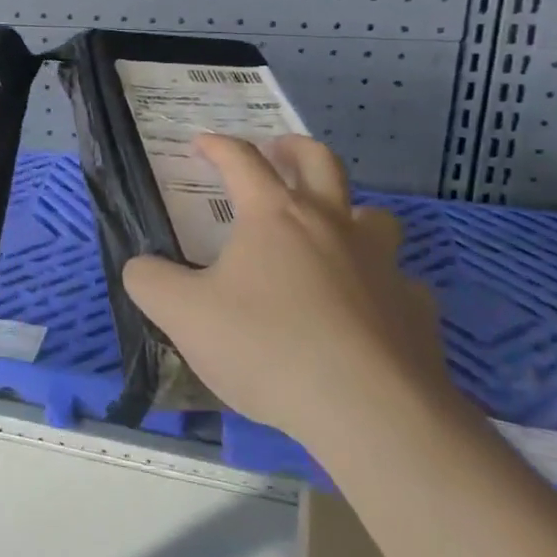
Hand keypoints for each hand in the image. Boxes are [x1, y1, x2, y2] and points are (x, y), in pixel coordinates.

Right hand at [123, 134, 452, 453]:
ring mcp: (382, 265)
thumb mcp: (183, 315)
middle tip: (278, 151)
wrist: (370, 413)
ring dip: (350, 212)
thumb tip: (140, 267)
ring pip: (374, 216)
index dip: (218, 146)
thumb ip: (150, 282)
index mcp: (274, 216)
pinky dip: (382, 285)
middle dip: (294, 148)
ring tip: (330, 229)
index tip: (201, 143)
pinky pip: (401, 282)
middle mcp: (332, 225)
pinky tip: (367, 310)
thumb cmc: (267, 348)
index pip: (242, 160)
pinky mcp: (416, 309)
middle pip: (321, 162)